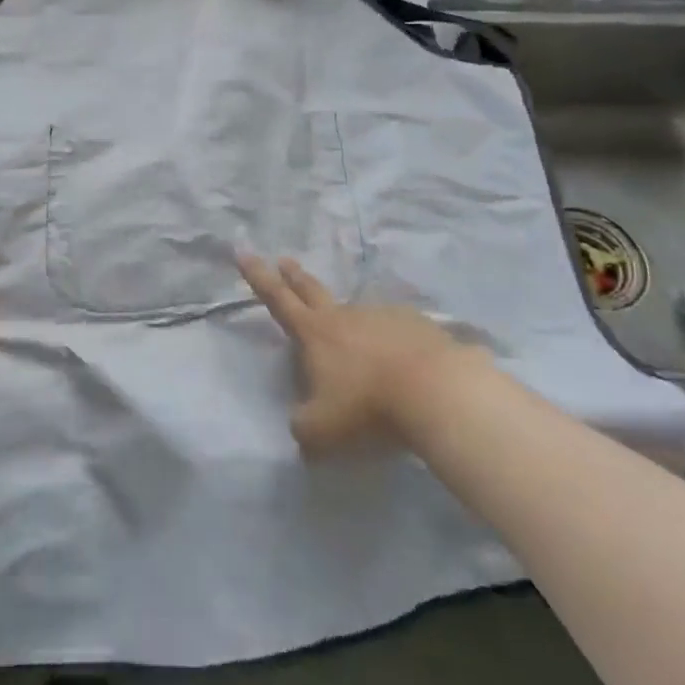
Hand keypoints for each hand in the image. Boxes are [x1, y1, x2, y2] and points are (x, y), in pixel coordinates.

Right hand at [238, 254, 480, 454]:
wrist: (440, 393)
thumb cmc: (369, 409)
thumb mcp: (321, 432)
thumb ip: (303, 427)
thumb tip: (302, 423)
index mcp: (315, 333)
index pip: (278, 299)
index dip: (258, 277)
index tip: (244, 252)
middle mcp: (346, 316)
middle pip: (313, 290)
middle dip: (294, 275)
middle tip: (286, 260)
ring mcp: (385, 317)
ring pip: (361, 316)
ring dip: (353, 324)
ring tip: (360, 347)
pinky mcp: (421, 327)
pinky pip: (400, 334)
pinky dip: (396, 344)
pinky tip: (407, 366)